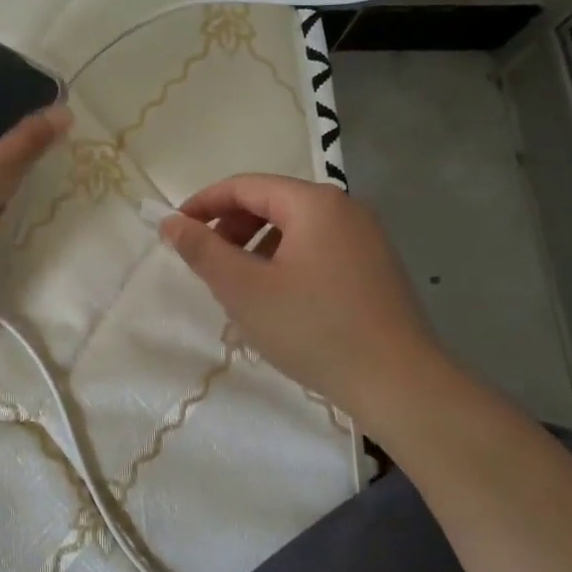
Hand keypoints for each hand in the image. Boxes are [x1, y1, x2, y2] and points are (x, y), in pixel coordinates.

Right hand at [161, 174, 451, 428]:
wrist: (401, 385)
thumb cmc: (314, 329)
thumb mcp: (244, 289)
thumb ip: (202, 250)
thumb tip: (170, 222)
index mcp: (314, 203)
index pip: (245, 186)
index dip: (204, 204)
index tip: (175, 231)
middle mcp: (345, 209)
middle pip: (272, 203)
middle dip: (231, 228)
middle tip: (206, 264)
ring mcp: (366, 238)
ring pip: (294, 229)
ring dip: (256, 248)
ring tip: (238, 287)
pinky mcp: (376, 268)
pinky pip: (317, 249)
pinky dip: (285, 262)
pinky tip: (277, 301)